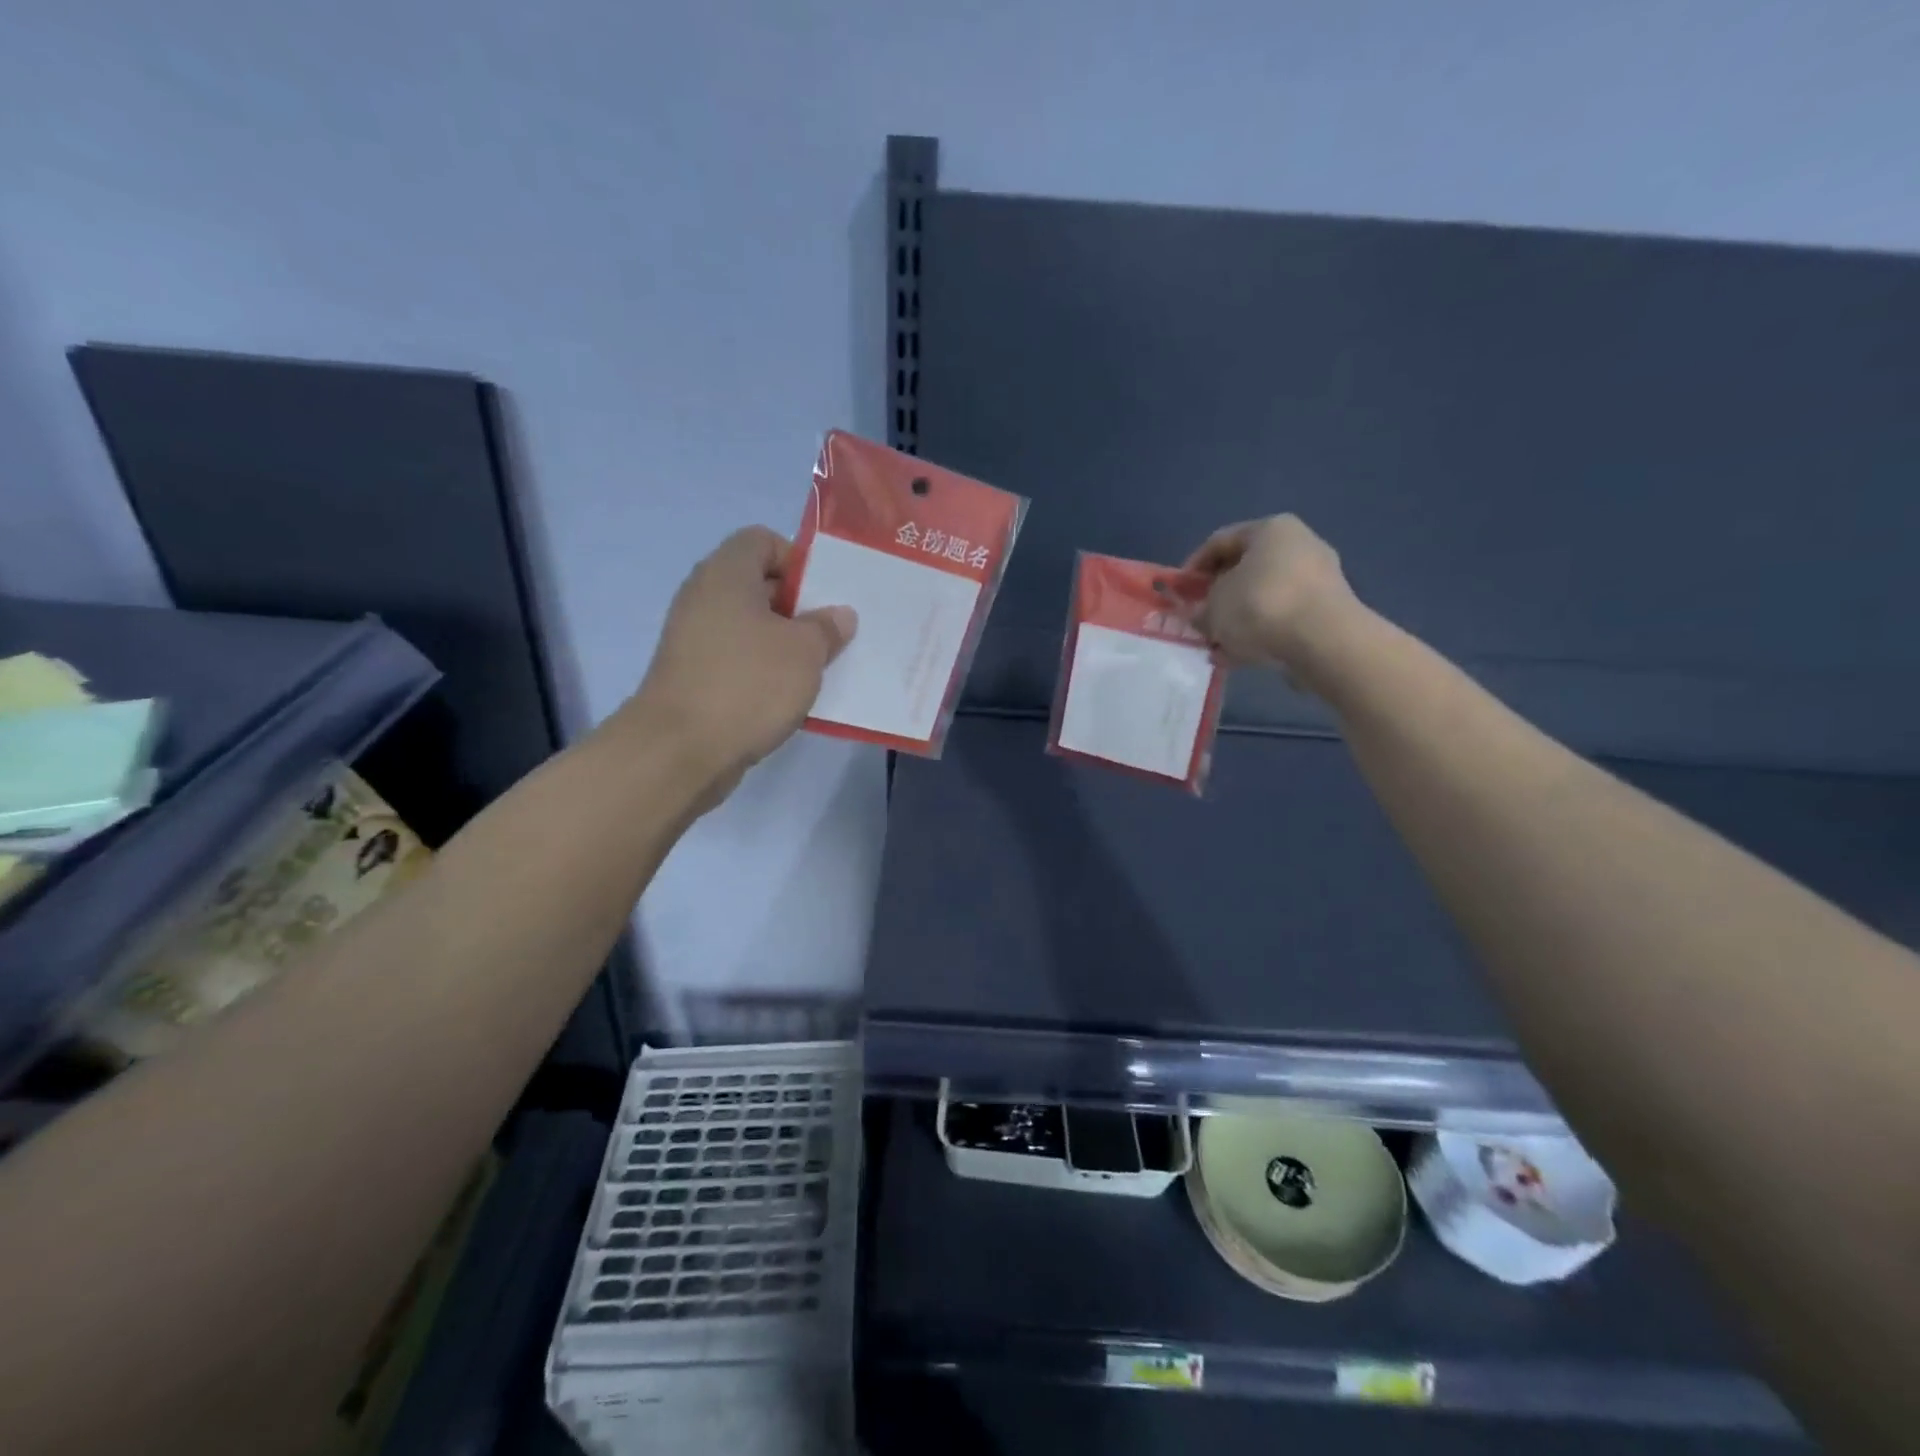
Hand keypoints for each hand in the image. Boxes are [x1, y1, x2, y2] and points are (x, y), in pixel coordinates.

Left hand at [618, 526, 855, 800]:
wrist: (680, 750)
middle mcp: (703, 596)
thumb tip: (839, 615)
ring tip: (816, 668)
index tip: (824, 596)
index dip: (798, 560)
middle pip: (757, 584)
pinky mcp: (691, 674)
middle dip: (798, 606)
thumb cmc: (748, 684)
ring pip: (749, 626)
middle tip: (831, 634)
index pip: (763, 540)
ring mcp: (692, 638)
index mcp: (726, 573)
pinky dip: (762, 670)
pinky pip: (736, 659)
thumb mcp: (805, 651)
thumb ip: (827, 627)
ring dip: (783, 643)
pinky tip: (787, 696)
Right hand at [1184, 514, 1359, 671]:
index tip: (1178, 592)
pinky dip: (1262, 632)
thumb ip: (1199, 609)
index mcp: (1270, 529)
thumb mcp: (1214, 608)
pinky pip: (1283, 617)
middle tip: (1199, 617)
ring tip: (1219, 643)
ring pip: (1264, 596)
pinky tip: (1243, 654)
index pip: (1219, 541)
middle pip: (1245, 569)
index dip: (1192, 567)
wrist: (1323, 641)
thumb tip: (1200, 616)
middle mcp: (1299, 544)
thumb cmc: (1260, 607)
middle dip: (1219, 595)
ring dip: (1239, 618)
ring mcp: (1318, 577)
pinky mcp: (1328, 609)